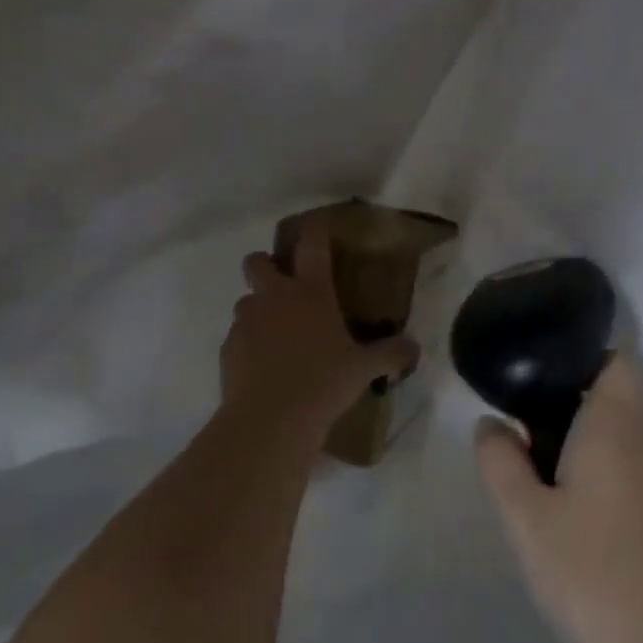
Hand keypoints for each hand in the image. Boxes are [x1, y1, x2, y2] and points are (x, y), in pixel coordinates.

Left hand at [220, 225, 417, 436]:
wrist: (271, 419)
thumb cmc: (323, 383)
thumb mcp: (364, 369)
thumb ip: (390, 354)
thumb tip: (414, 348)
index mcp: (311, 292)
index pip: (312, 244)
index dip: (314, 228)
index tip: (317, 223)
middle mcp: (275, 297)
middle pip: (257, 261)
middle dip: (266, 265)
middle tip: (283, 285)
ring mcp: (247, 320)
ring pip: (245, 299)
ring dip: (258, 309)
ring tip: (275, 335)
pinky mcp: (228, 347)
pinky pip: (237, 335)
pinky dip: (248, 344)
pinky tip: (263, 367)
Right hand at [474, 354, 642, 642]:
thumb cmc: (594, 573)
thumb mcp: (526, 517)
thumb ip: (501, 461)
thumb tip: (491, 424)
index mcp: (617, 423)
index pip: (614, 360)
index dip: (579, 358)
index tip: (537, 379)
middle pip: (613, 400)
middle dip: (567, 409)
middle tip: (521, 436)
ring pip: (622, 443)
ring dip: (583, 450)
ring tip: (538, 480)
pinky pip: (634, 478)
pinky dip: (602, 482)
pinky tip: (573, 522)